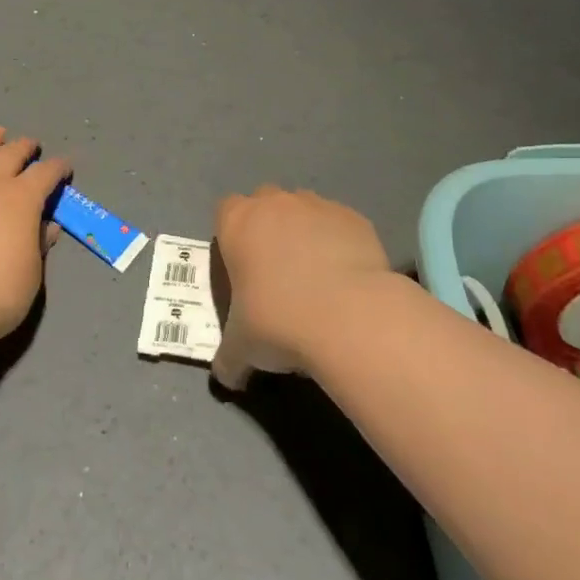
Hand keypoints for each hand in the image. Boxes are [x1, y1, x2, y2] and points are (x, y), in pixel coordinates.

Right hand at [211, 185, 394, 389]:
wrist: (348, 316)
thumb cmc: (279, 322)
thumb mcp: (241, 348)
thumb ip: (228, 357)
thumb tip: (226, 376)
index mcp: (238, 222)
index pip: (225, 211)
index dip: (231, 235)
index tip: (240, 266)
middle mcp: (276, 203)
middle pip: (265, 202)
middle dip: (268, 227)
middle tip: (275, 271)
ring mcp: (318, 206)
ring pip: (304, 209)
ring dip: (304, 233)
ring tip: (315, 277)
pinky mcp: (354, 218)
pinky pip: (339, 225)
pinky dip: (339, 243)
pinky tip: (345, 279)